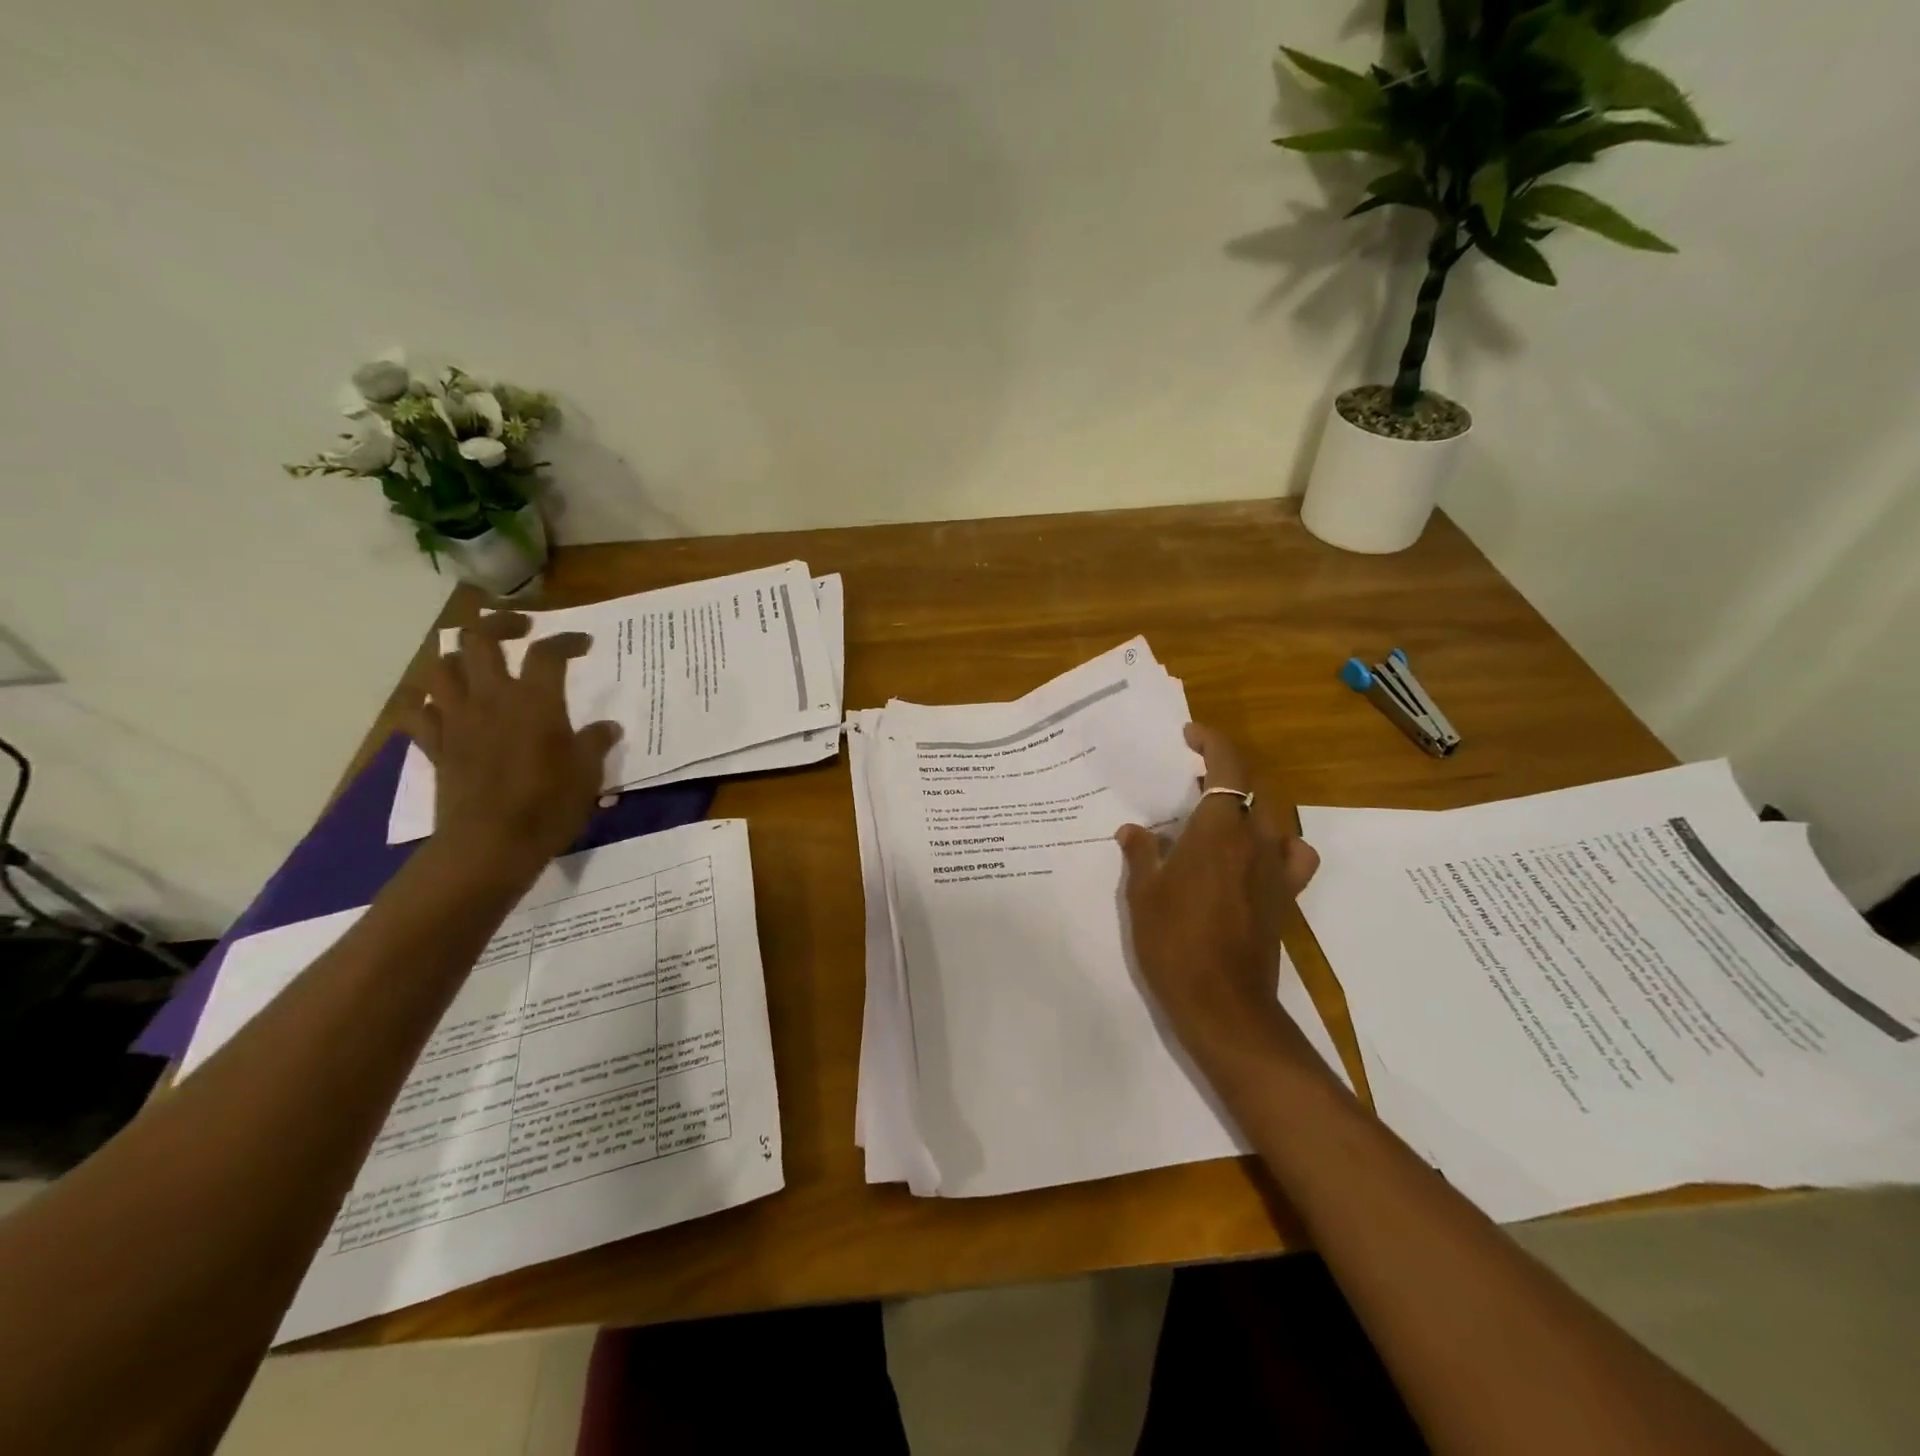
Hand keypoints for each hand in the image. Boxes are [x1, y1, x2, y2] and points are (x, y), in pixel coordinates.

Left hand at [398, 614, 621, 873]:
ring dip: (458, 656)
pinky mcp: (435, 746)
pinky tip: (442, 705)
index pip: (547, 653)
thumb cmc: (548, 806)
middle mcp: (491, 699)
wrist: (490, 845)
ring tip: (478, 662)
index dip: (566, 640)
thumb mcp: (588, 774)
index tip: (583, 643)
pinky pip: (416, 711)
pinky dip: (426, 701)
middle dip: (500, 625)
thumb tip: (607, 728)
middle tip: (521, 630)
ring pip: (441, 666)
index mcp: (535, 702)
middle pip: (480, 639)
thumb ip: (595, 743)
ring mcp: (456, 720)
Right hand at [1117, 724, 1320, 1066]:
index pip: (1227, 767)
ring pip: (1275, 818)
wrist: (1222, 1005)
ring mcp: (1276, 870)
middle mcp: (1255, 841)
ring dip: (1250, 805)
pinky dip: (1280, 844)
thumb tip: (1135, 830)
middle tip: (1191, 779)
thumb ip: (1141, 854)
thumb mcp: (1143, 895)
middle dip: (1225, 773)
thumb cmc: (1174, 943)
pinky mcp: (1286, 898)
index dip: (1211, 742)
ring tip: (1221, 814)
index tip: (1189, 735)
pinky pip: (1293, 856)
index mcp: (1218, 831)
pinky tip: (1257, 856)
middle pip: (1252, 788)